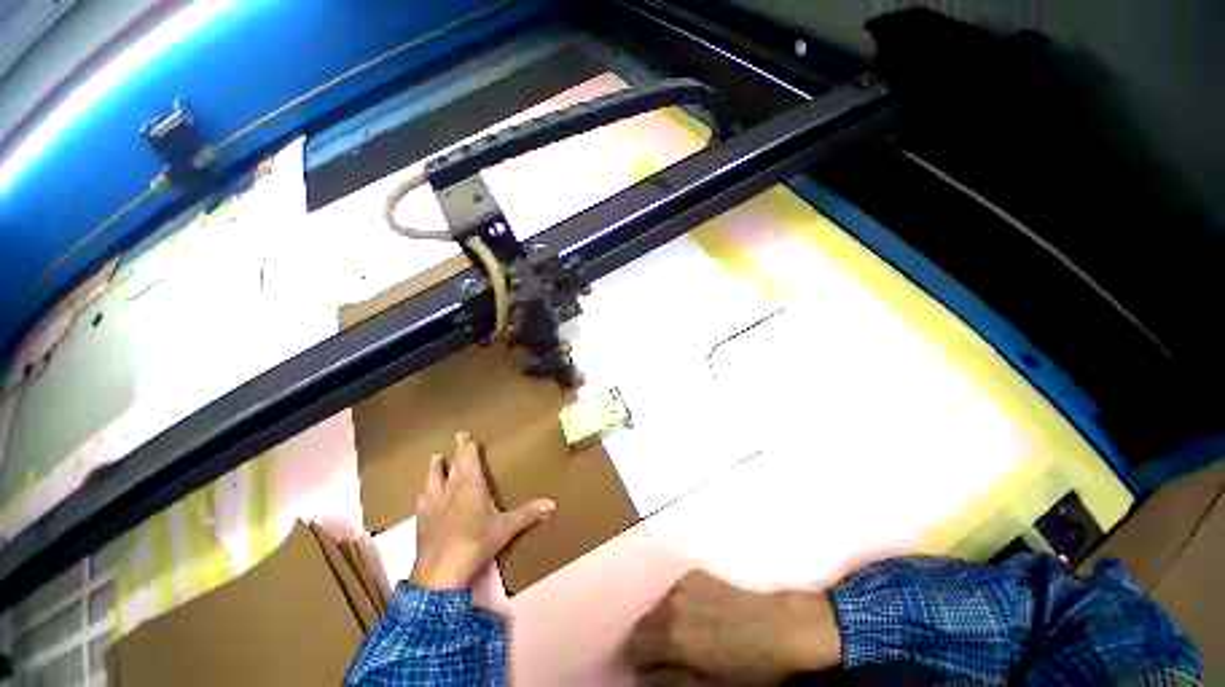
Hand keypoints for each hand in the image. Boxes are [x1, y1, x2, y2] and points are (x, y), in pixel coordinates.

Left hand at [409, 431, 555, 589]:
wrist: (440, 573)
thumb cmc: (476, 544)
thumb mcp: (506, 528)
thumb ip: (528, 514)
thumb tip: (553, 503)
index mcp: (471, 487)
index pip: (469, 460)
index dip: (468, 447)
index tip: (466, 435)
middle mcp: (451, 491)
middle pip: (454, 465)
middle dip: (457, 450)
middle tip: (458, 436)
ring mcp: (433, 505)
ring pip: (434, 479)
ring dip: (436, 467)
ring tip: (435, 457)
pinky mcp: (422, 521)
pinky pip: (423, 500)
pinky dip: (425, 492)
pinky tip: (423, 494)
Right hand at [625, 570, 840, 685]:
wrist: (781, 629)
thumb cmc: (747, 669)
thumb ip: (669, 681)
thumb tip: (646, 677)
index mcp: (672, 635)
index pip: (633, 647)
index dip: (639, 664)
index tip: (651, 673)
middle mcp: (672, 603)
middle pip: (643, 623)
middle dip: (650, 642)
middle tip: (670, 659)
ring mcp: (683, 584)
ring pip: (658, 607)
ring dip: (664, 623)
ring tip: (688, 638)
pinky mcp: (694, 574)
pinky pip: (674, 593)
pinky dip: (678, 607)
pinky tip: (701, 618)